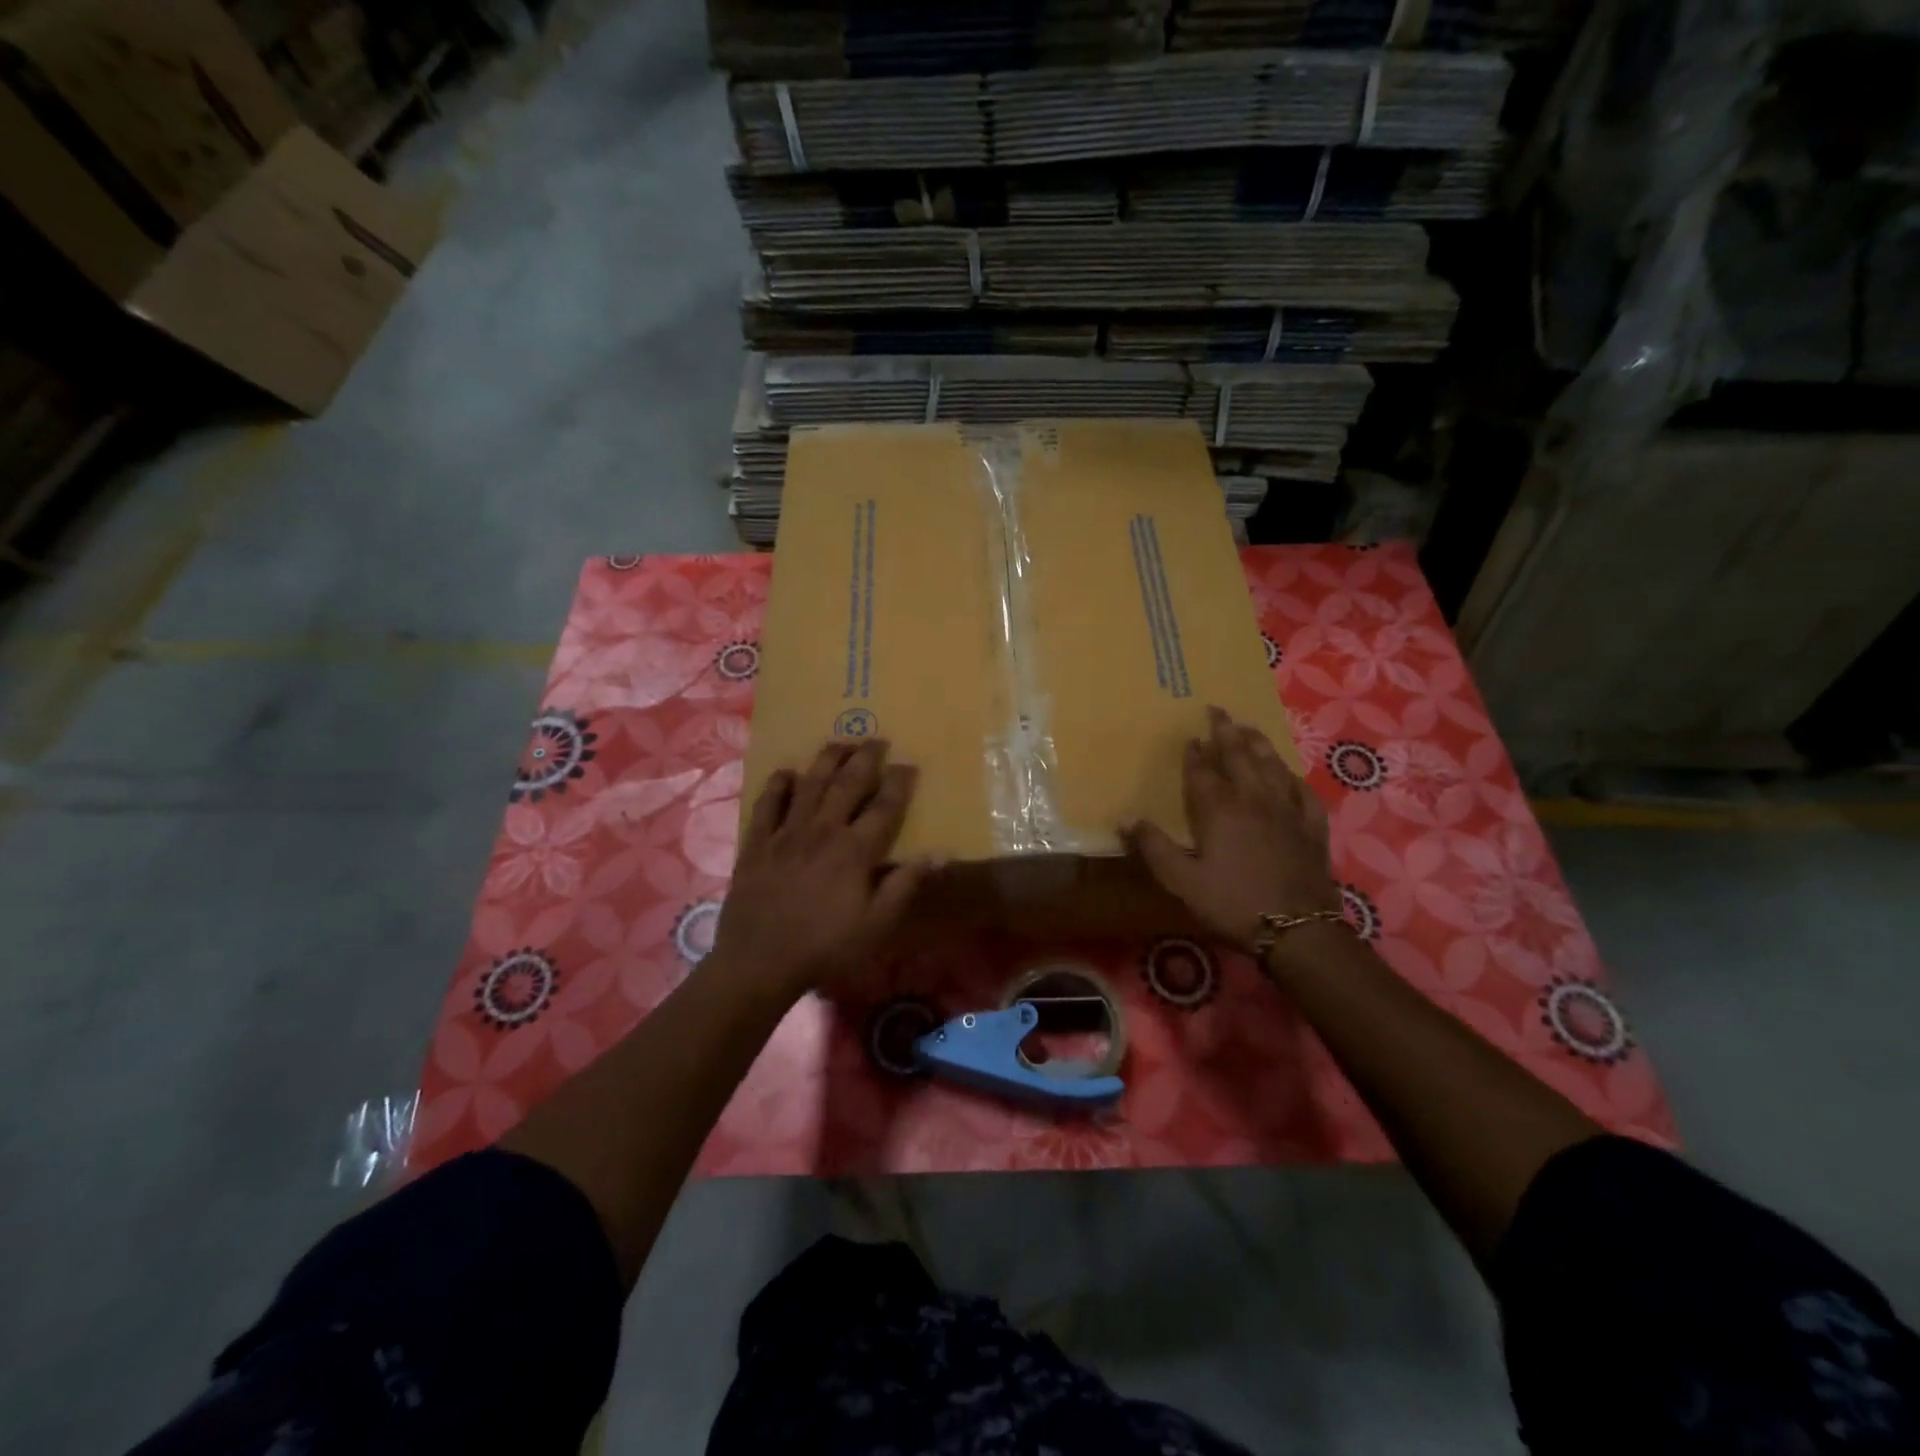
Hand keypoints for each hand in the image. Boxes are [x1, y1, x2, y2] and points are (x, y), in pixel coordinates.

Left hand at [710, 740, 928, 1002]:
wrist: (760, 961)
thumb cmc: (825, 946)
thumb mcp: (876, 925)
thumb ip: (905, 885)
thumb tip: (938, 853)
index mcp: (854, 850)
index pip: (884, 806)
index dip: (899, 783)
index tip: (909, 764)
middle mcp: (822, 830)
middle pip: (847, 784)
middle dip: (865, 758)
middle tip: (877, 740)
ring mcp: (786, 833)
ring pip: (809, 784)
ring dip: (826, 759)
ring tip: (840, 742)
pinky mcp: (757, 842)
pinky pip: (767, 804)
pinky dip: (778, 785)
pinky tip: (786, 772)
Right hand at [1126, 706, 1337, 950]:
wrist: (1297, 930)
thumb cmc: (1232, 903)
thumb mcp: (1182, 880)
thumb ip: (1153, 847)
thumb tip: (1125, 817)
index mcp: (1220, 810)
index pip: (1203, 772)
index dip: (1195, 754)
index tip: (1191, 737)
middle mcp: (1254, 800)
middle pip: (1239, 757)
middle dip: (1226, 732)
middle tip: (1218, 710)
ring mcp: (1287, 811)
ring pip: (1272, 767)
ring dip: (1258, 744)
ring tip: (1249, 727)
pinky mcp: (1312, 828)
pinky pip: (1303, 793)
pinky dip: (1293, 778)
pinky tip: (1289, 774)